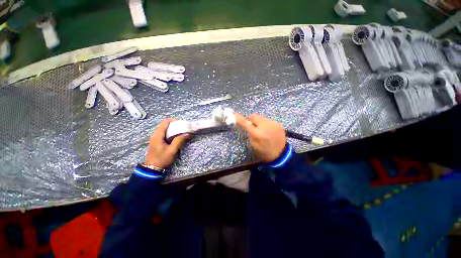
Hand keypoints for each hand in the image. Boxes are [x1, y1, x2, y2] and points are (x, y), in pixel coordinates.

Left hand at [144, 119, 190, 168]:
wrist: (152, 169)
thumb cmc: (162, 159)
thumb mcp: (172, 150)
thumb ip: (179, 141)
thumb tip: (187, 134)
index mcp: (157, 135)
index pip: (165, 122)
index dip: (173, 120)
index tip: (182, 124)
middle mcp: (155, 134)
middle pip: (164, 124)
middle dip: (174, 125)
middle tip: (183, 128)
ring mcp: (155, 138)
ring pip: (164, 129)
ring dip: (173, 129)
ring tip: (181, 132)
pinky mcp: (156, 141)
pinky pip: (164, 133)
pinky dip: (170, 133)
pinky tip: (176, 137)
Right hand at [235, 113, 285, 162]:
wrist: (281, 154)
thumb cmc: (265, 151)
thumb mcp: (254, 145)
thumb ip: (250, 133)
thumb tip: (248, 124)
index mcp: (257, 134)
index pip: (246, 123)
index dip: (239, 119)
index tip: (234, 115)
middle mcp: (265, 126)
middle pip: (254, 116)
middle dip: (251, 120)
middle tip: (252, 126)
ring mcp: (273, 124)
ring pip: (261, 117)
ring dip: (259, 122)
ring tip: (262, 130)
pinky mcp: (278, 124)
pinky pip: (268, 120)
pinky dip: (265, 124)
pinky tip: (268, 131)